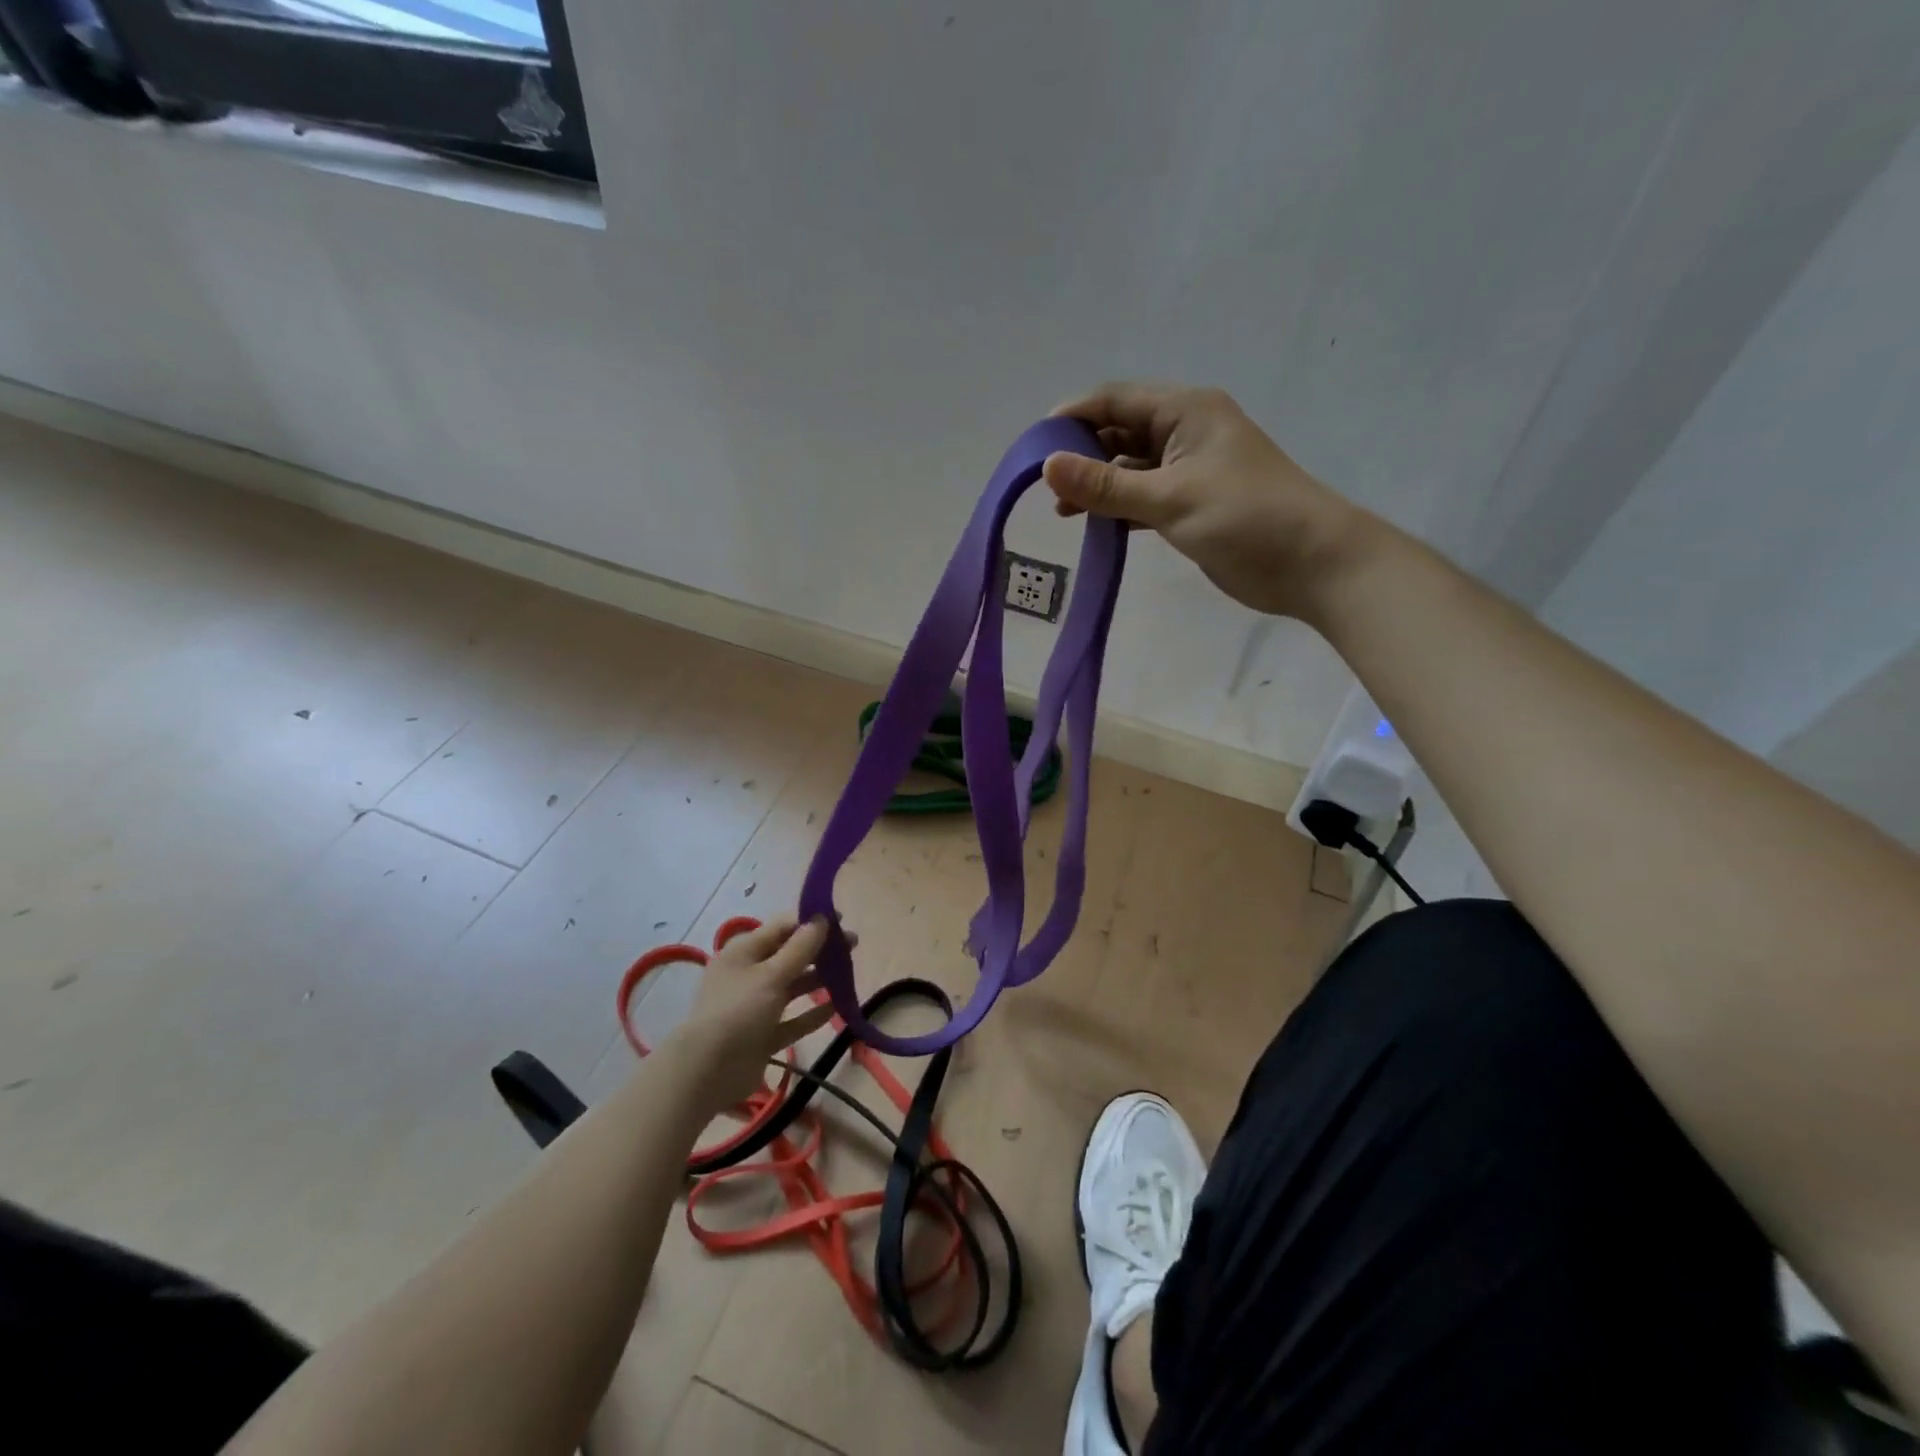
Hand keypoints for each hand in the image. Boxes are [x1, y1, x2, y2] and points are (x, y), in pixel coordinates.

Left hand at [667, 916, 841, 1111]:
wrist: (706, 1073)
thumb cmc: (738, 1012)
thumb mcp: (771, 975)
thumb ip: (800, 948)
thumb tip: (821, 918)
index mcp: (744, 953)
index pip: (781, 928)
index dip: (810, 922)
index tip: (840, 921)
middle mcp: (749, 975)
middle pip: (789, 956)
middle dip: (819, 951)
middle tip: (852, 947)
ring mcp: (755, 1007)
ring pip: (792, 987)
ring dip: (818, 980)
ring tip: (847, 975)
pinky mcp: (763, 1035)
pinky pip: (792, 1019)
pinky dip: (812, 1013)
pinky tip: (836, 1007)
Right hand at [1044, 383, 1375, 621]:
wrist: (1312, 564)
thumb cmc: (1245, 518)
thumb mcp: (1169, 498)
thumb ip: (1106, 484)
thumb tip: (1046, 465)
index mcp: (1185, 411)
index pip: (1115, 399)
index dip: (1072, 417)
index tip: (1033, 448)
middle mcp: (1185, 432)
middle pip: (1119, 431)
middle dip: (1081, 453)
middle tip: (1045, 487)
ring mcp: (1190, 469)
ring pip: (1130, 467)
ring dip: (1098, 484)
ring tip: (1062, 510)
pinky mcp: (1192, 504)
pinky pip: (1144, 496)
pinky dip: (1119, 507)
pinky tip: (1094, 524)